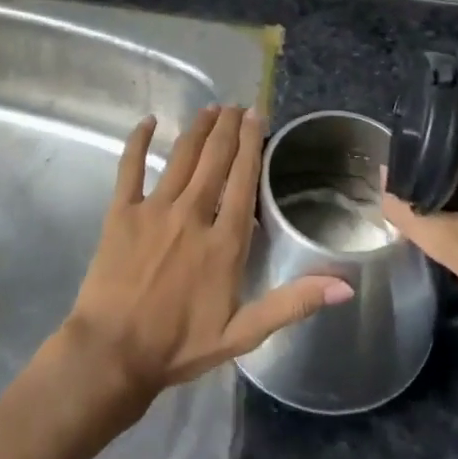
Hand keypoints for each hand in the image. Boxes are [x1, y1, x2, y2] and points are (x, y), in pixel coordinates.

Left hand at [63, 106, 353, 406]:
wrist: (114, 353)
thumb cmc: (180, 345)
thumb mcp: (244, 333)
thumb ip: (292, 303)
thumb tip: (343, 284)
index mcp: (224, 241)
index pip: (243, 179)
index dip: (252, 143)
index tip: (257, 116)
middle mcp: (192, 214)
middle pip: (215, 159)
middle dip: (228, 127)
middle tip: (237, 105)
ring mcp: (154, 209)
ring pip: (181, 157)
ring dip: (197, 129)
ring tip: (210, 109)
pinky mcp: (121, 211)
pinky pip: (130, 167)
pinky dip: (139, 141)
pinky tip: (148, 121)